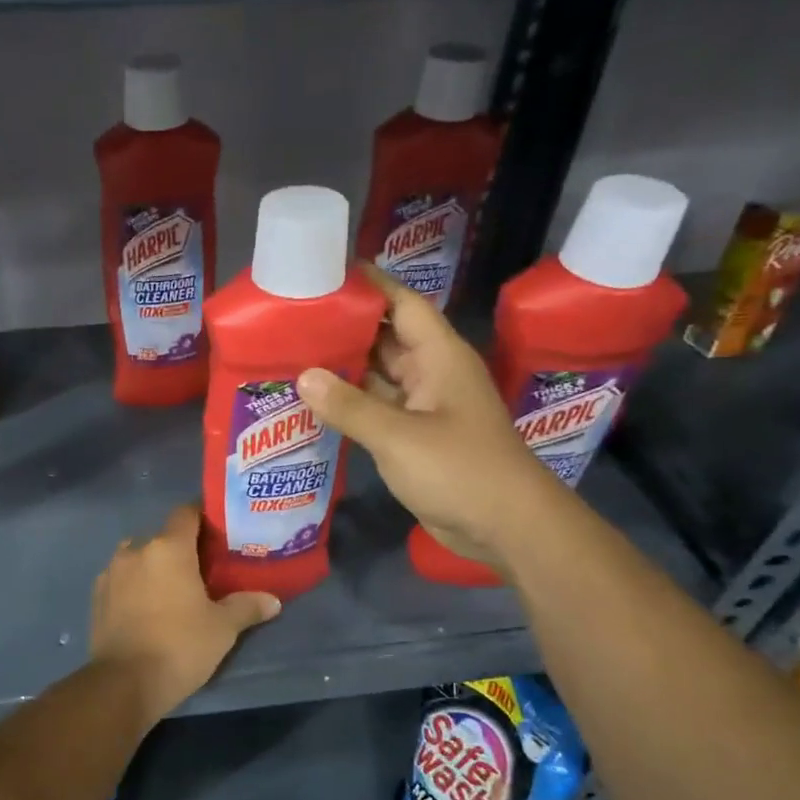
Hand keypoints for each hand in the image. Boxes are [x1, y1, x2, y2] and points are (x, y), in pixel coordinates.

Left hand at [90, 505, 279, 718]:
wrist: (124, 683)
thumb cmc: (180, 646)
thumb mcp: (222, 628)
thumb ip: (247, 607)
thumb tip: (272, 600)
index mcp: (168, 548)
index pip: (186, 513)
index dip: (203, 517)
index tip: (219, 532)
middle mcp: (136, 550)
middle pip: (162, 536)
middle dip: (180, 547)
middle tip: (201, 568)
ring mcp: (111, 572)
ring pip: (138, 556)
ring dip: (153, 565)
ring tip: (172, 589)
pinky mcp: (97, 595)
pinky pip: (121, 578)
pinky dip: (134, 585)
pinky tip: (146, 607)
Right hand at [295, 264, 560, 567]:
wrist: (506, 527)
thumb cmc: (460, 470)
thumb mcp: (399, 436)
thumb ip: (350, 406)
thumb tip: (303, 376)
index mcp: (439, 356)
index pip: (402, 303)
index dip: (369, 284)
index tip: (325, 272)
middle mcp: (432, 373)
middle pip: (385, 337)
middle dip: (344, 326)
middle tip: (293, 317)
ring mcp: (425, 406)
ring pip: (378, 375)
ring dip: (343, 367)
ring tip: (292, 354)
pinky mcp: (416, 436)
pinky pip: (377, 408)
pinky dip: (349, 403)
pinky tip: (314, 401)